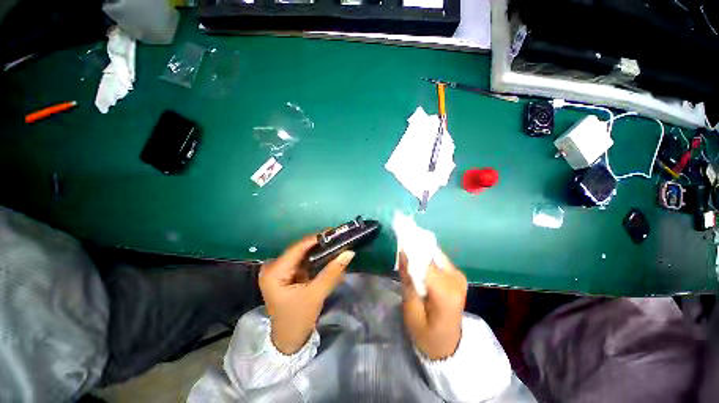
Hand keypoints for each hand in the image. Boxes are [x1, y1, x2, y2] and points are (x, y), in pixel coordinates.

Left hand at [259, 235, 354, 354]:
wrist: (289, 340)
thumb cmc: (298, 319)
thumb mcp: (316, 295)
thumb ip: (332, 272)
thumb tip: (349, 252)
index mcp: (274, 272)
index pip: (297, 248)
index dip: (317, 239)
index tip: (335, 233)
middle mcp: (273, 266)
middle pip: (300, 249)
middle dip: (320, 245)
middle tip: (338, 239)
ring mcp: (280, 269)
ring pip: (303, 253)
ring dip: (319, 250)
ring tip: (336, 245)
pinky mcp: (287, 273)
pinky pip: (303, 260)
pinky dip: (316, 258)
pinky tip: (328, 255)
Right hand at [399, 250, 467, 360]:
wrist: (449, 345)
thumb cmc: (427, 333)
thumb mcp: (411, 310)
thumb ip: (408, 280)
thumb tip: (403, 253)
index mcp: (445, 292)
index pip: (426, 261)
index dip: (411, 249)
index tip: (399, 242)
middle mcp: (456, 279)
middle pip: (431, 255)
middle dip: (415, 250)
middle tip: (401, 253)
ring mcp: (459, 276)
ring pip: (435, 254)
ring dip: (421, 254)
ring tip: (408, 260)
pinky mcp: (458, 275)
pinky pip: (439, 260)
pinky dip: (427, 260)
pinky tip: (419, 266)